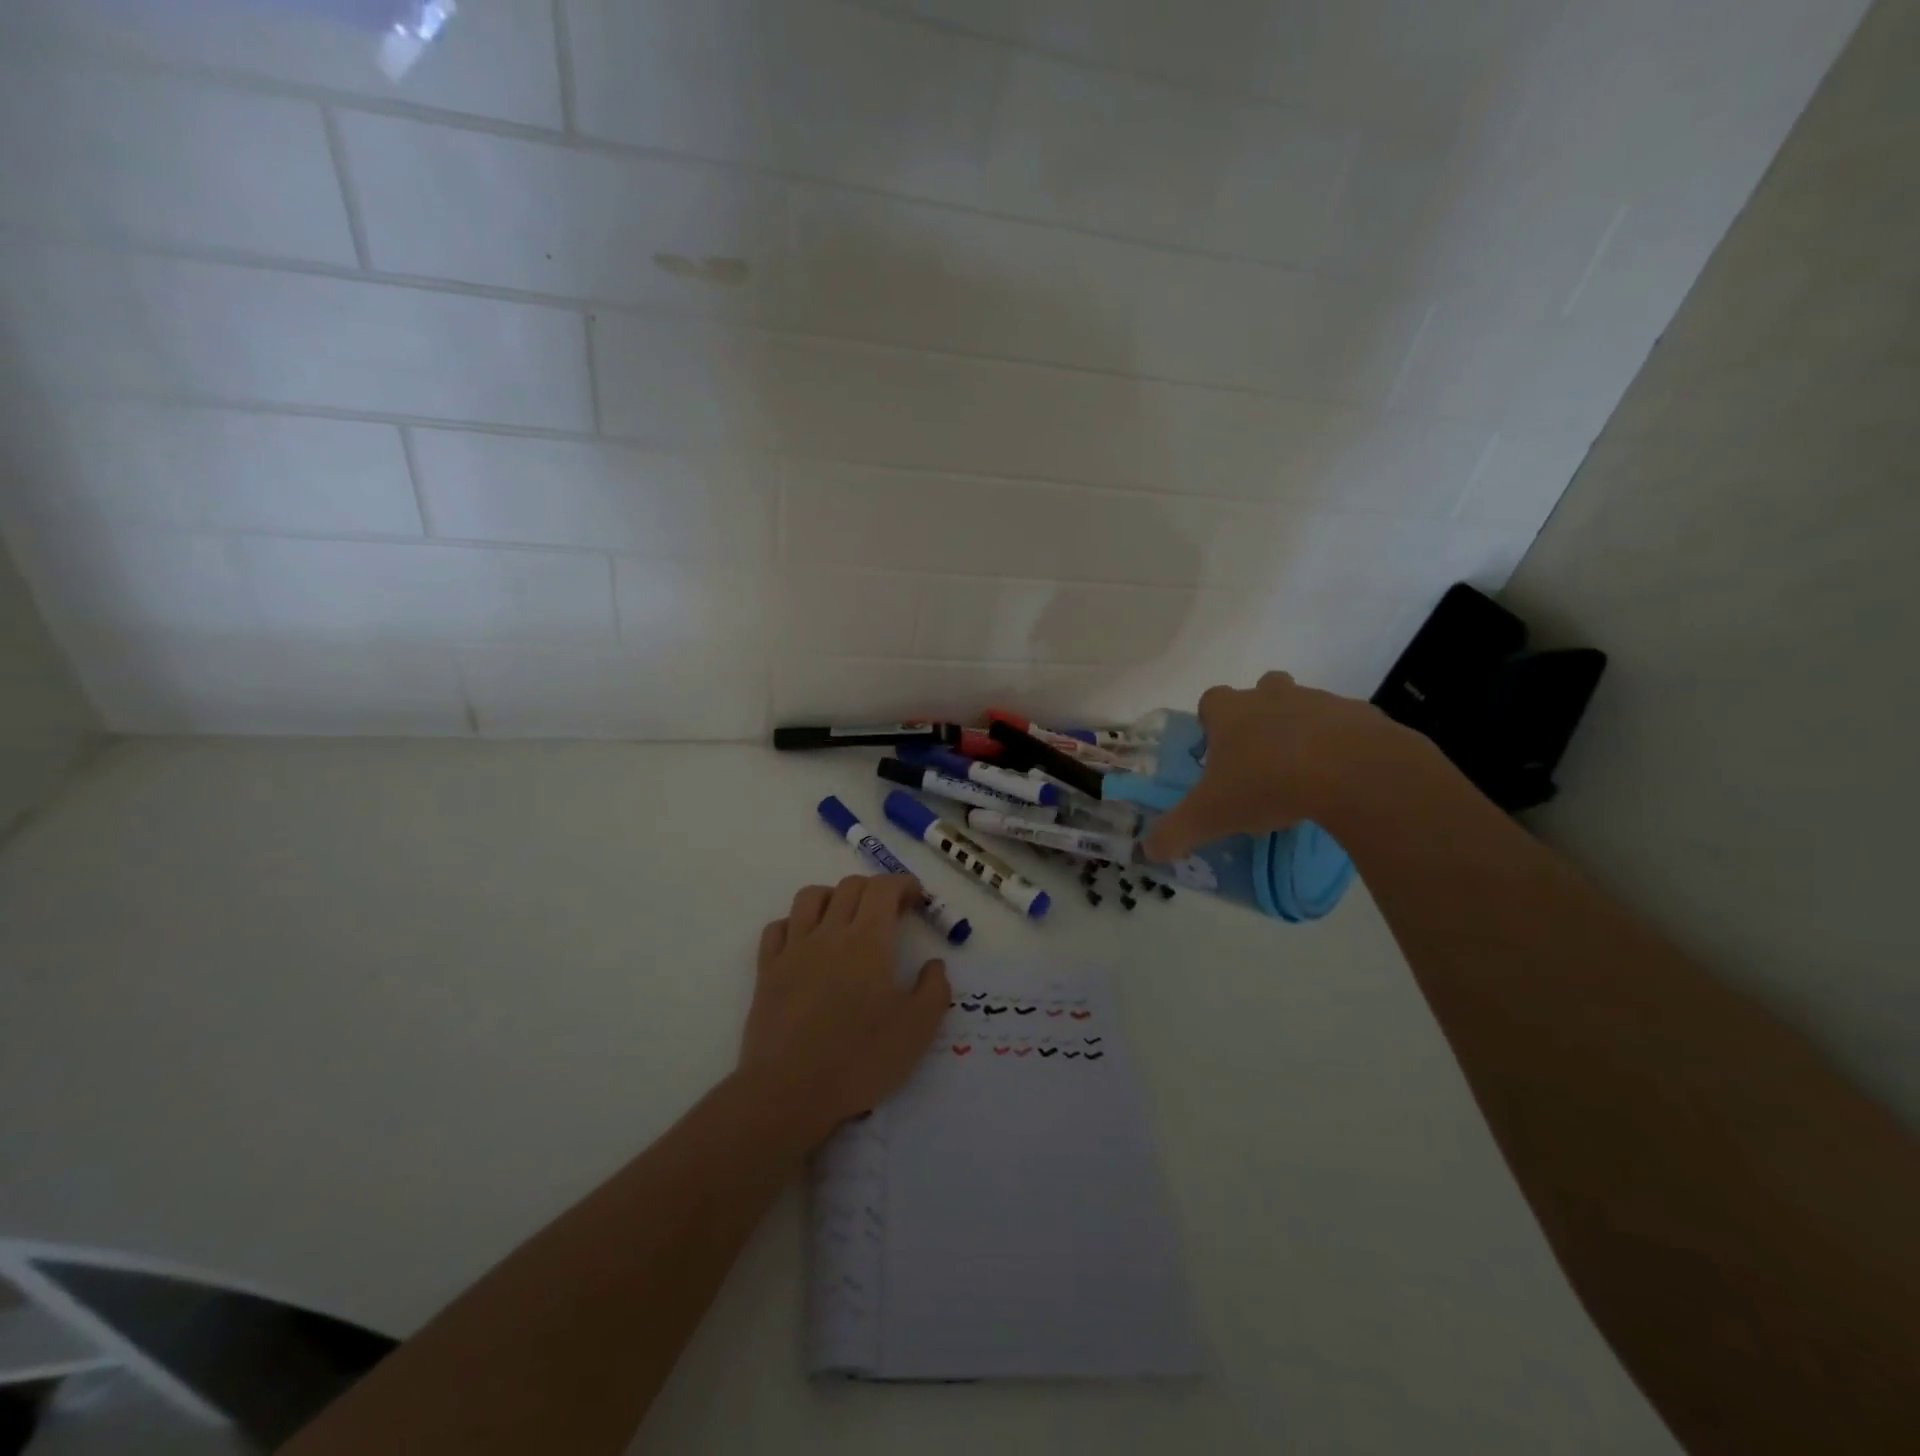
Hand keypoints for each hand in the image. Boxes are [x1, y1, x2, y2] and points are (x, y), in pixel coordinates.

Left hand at [738, 875, 950, 1143]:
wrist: (790, 1092)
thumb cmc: (860, 1059)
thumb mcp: (918, 1029)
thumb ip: (934, 989)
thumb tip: (934, 964)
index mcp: (869, 940)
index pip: (883, 887)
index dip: (903, 884)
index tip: (917, 900)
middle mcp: (830, 933)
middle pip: (850, 886)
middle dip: (875, 890)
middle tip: (890, 914)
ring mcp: (794, 949)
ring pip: (810, 897)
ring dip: (833, 897)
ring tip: (845, 920)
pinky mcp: (767, 971)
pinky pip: (777, 927)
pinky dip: (795, 924)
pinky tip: (806, 943)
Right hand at [1143, 671, 1415, 861]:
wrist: (1353, 772)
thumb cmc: (1267, 784)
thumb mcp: (1211, 816)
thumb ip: (1176, 832)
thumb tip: (1149, 851)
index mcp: (1231, 712)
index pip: (1212, 700)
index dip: (1211, 722)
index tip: (1217, 750)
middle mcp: (1272, 697)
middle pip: (1261, 690)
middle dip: (1259, 716)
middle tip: (1260, 757)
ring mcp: (1320, 702)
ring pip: (1305, 706)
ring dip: (1301, 731)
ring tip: (1304, 774)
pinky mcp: (1361, 716)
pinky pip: (1346, 727)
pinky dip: (1342, 747)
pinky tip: (1342, 780)